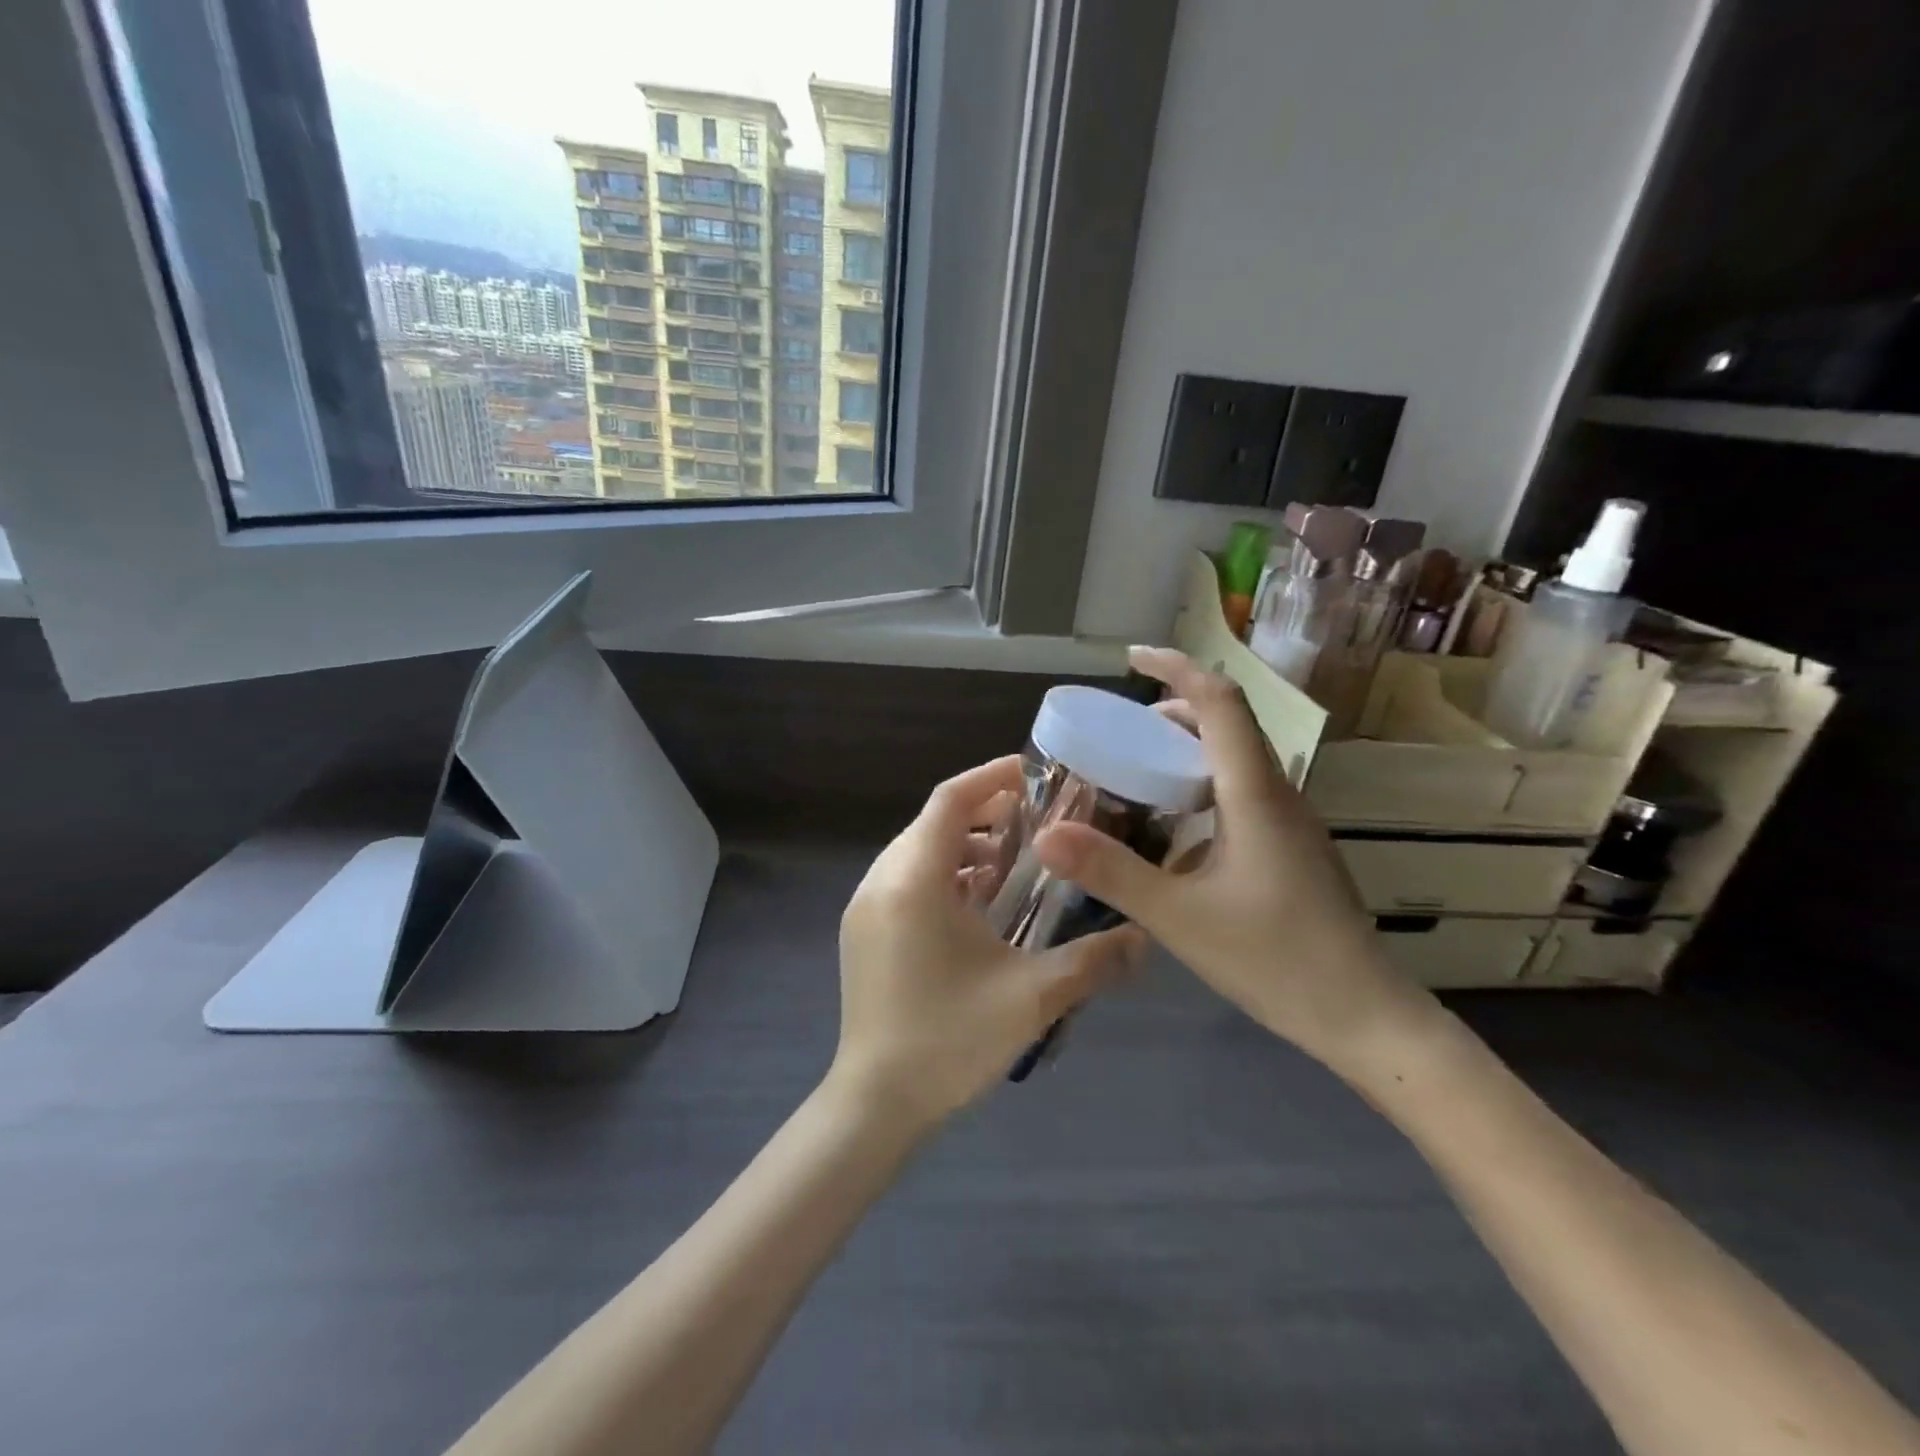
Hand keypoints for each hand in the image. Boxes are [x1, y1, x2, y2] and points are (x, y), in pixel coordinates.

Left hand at [832, 756, 1143, 1129]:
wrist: (874, 1103)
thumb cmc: (948, 1040)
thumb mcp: (1031, 997)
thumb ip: (1092, 961)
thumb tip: (1145, 937)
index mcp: (914, 879)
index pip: (951, 799)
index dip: (992, 777)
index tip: (1036, 774)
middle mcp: (881, 880)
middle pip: (935, 821)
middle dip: (986, 813)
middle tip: (1039, 824)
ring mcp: (865, 907)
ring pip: (919, 851)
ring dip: (966, 848)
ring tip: (1016, 868)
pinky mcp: (863, 931)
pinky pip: (906, 880)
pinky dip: (944, 876)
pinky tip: (979, 908)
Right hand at [1034, 647, 1436, 1077]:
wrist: (1365, 1018)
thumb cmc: (1276, 960)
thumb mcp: (1179, 917)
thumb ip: (1111, 872)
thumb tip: (1046, 834)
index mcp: (1255, 793)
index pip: (1220, 702)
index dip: (1177, 668)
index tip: (1132, 657)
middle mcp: (1278, 794)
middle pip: (1228, 724)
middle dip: (1173, 709)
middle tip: (1119, 729)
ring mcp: (1291, 822)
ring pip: (1237, 759)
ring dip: (1188, 748)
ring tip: (1137, 770)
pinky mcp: (1292, 849)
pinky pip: (1243, 792)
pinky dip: (1202, 784)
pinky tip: (1174, 828)